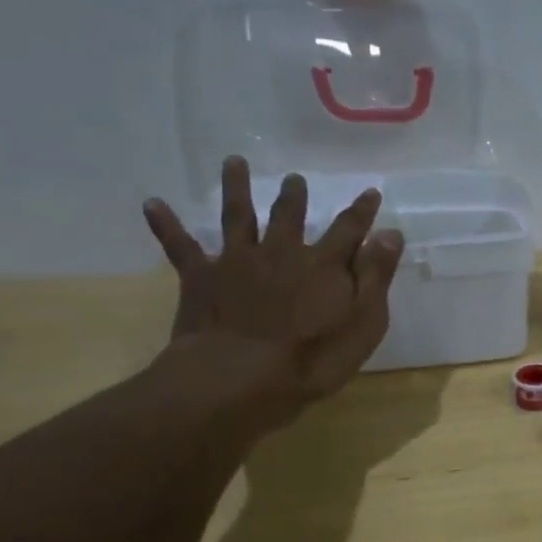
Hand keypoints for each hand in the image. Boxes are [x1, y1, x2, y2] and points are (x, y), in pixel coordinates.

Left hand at [141, 156, 402, 429]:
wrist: (239, 378)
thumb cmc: (314, 357)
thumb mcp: (364, 320)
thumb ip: (377, 275)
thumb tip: (389, 233)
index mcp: (324, 264)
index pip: (349, 229)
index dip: (362, 211)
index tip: (370, 192)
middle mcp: (282, 252)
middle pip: (289, 216)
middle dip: (294, 196)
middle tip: (294, 179)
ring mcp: (238, 262)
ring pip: (238, 217)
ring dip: (236, 189)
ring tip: (233, 163)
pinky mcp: (201, 278)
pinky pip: (180, 247)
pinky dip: (167, 225)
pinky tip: (152, 204)